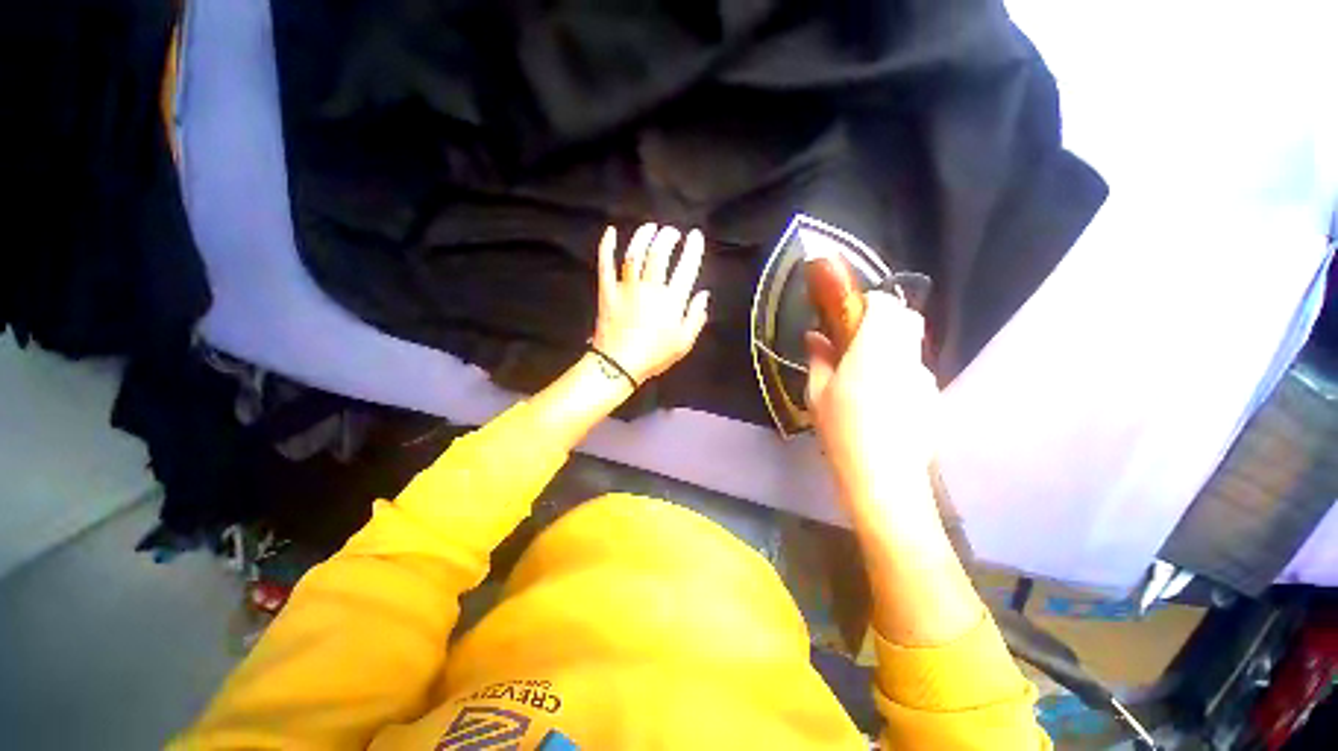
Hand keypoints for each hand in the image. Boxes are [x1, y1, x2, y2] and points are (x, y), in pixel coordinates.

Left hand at [592, 223, 710, 382]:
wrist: (619, 364)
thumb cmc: (654, 356)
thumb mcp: (684, 343)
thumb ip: (696, 317)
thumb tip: (704, 294)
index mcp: (671, 300)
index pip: (686, 267)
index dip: (693, 249)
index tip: (696, 236)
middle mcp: (650, 287)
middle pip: (659, 253)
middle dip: (667, 237)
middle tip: (672, 232)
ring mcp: (627, 287)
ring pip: (635, 253)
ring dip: (643, 236)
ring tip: (650, 228)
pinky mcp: (607, 290)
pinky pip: (606, 264)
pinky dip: (607, 246)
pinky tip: (611, 231)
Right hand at [806, 292, 938, 505]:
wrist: (883, 479)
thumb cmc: (842, 431)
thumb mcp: (817, 394)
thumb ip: (818, 359)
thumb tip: (813, 336)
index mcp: (875, 351)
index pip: (885, 306)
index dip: (869, 302)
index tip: (849, 313)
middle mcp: (906, 358)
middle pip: (907, 320)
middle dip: (884, 319)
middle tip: (856, 339)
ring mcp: (925, 380)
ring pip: (912, 347)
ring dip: (892, 347)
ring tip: (866, 374)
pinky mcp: (933, 399)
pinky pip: (915, 372)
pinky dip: (900, 372)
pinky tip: (882, 400)